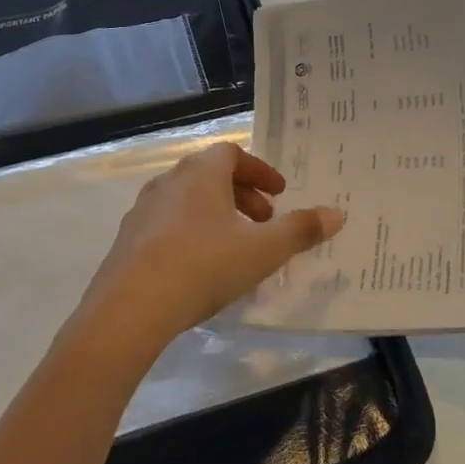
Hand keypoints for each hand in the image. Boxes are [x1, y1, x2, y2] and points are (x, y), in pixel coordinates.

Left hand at [72, 142, 345, 353]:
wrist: (129, 309)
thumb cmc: (204, 266)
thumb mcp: (263, 250)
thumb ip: (301, 230)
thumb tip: (337, 213)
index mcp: (201, 173)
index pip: (232, 154)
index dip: (260, 171)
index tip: (280, 194)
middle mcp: (168, 182)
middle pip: (210, 175)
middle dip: (242, 195)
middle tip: (264, 222)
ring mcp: (143, 211)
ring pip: (188, 201)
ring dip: (216, 215)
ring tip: (236, 247)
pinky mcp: (127, 242)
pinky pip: (167, 226)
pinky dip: (191, 234)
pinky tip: (201, 269)